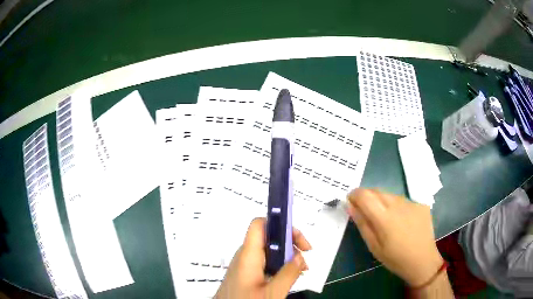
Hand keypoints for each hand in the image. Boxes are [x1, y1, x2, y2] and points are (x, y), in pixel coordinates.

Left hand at [215, 218, 310, 298]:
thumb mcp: (272, 292)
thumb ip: (288, 274)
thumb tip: (300, 256)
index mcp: (248, 255)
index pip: (260, 224)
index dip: (279, 223)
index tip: (298, 239)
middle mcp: (245, 256)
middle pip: (268, 237)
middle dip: (290, 243)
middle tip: (305, 258)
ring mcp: (244, 265)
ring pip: (268, 251)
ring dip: (287, 256)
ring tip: (301, 270)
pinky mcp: (245, 273)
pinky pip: (264, 262)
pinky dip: (279, 265)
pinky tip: (288, 276)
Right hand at [347, 189, 442, 286]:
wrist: (423, 260)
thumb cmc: (395, 258)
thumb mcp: (374, 246)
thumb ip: (362, 224)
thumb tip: (350, 206)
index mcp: (384, 218)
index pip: (364, 195)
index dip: (354, 194)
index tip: (350, 201)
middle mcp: (398, 205)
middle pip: (377, 191)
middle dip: (367, 197)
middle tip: (366, 211)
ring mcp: (411, 203)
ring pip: (390, 195)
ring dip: (382, 201)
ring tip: (385, 218)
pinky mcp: (421, 204)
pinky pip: (403, 200)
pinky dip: (397, 206)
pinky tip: (401, 220)